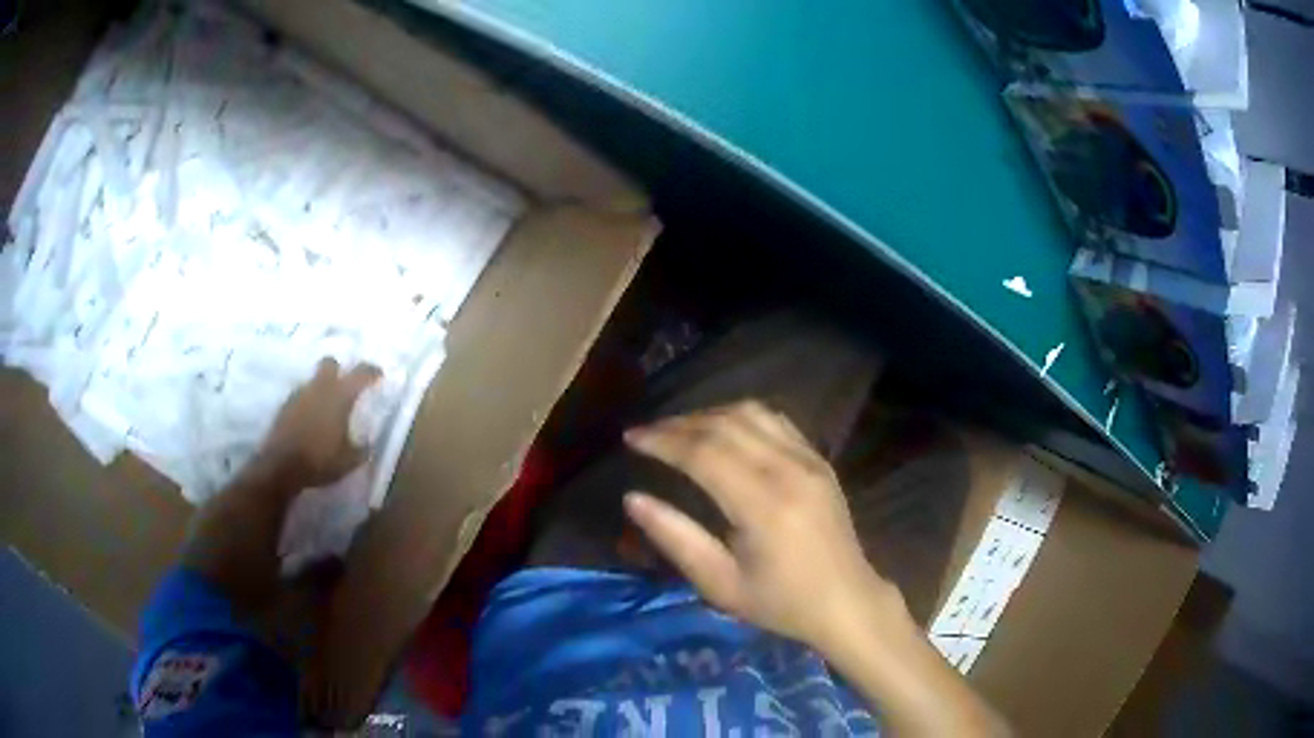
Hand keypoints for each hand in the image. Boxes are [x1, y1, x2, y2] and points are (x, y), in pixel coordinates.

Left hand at [259, 357, 381, 487]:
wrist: (281, 466)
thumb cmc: (320, 460)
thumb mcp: (349, 461)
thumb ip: (362, 448)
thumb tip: (369, 444)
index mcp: (340, 395)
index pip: (361, 372)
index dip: (372, 372)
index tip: (379, 375)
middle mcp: (319, 387)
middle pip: (330, 363)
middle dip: (338, 370)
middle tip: (345, 387)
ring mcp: (299, 394)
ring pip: (313, 381)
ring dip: (321, 390)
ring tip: (327, 410)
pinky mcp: (285, 406)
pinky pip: (301, 397)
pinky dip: (308, 404)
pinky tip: (311, 422)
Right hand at [623, 401, 902, 653]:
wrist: (847, 601)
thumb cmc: (780, 603)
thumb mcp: (720, 585)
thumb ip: (676, 539)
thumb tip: (634, 499)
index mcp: (763, 505)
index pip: (703, 453)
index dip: (662, 440)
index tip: (631, 439)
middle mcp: (789, 470)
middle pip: (724, 426)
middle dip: (678, 424)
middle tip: (646, 433)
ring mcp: (809, 460)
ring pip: (751, 413)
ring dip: (708, 415)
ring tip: (679, 430)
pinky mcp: (819, 459)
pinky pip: (776, 421)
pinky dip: (741, 417)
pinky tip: (723, 431)